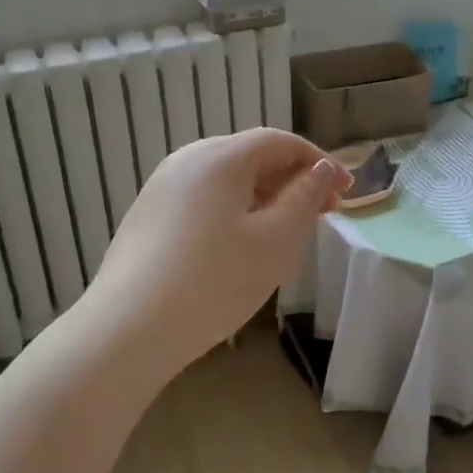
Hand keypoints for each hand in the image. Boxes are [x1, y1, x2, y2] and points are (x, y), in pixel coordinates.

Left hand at [82, 129, 347, 367]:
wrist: (126, 330)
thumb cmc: (213, 282)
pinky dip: (235, 208)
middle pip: (252, 155)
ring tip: (288, 229)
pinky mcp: (148, 213)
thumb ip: (304, 198)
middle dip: (293, 178)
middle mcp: (188, 159)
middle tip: (323, 212)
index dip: (319, 161)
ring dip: (265, 194)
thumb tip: (321, 169)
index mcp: (221, 156)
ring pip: (228, 178)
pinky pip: (204, 196)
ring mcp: (162, 185)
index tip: (346, 192)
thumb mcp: (275, 241)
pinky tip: (241, 242)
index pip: (281, 142)